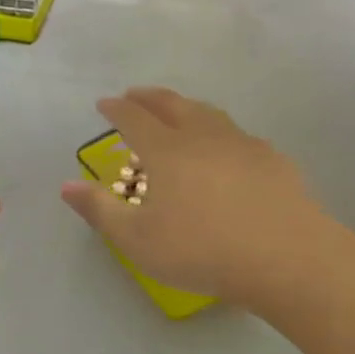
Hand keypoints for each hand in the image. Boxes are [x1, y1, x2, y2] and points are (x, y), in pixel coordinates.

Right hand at [60, 87, 338, 310]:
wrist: (287, 257)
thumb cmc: (202, 250)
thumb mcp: (138, 240)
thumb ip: (100, 210)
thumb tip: (67, 186)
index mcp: (166, 150)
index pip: (133, 118)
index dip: (115, 109)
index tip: (104, 104)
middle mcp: (202, 136)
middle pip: (172, 104)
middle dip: (149, 97)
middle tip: (135, 95)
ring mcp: (241, 144)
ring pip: (208, 113)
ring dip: (185, 106)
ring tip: (178, 111)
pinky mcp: (272, 159)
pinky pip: (237, 135)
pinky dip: (219, 132)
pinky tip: (225, 148)